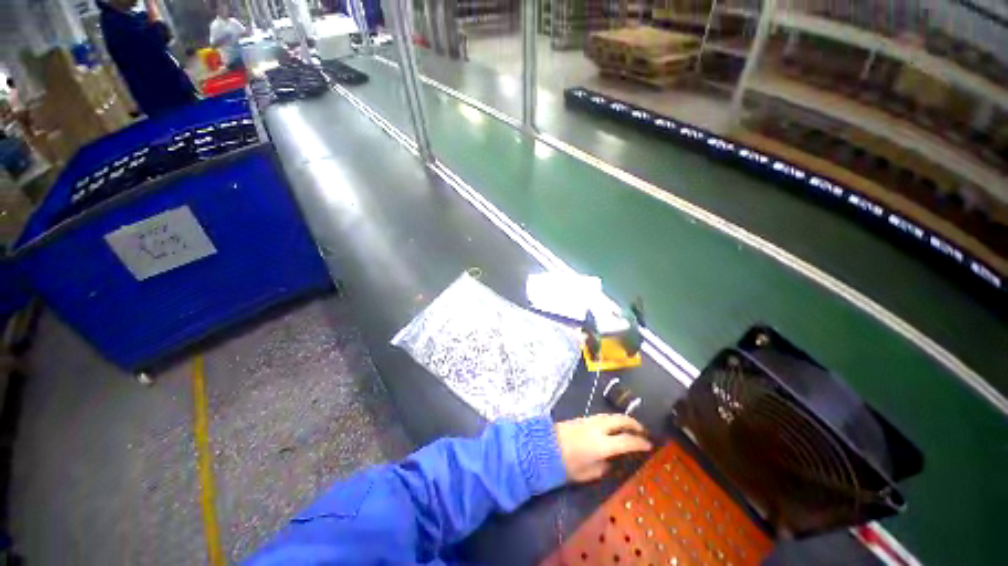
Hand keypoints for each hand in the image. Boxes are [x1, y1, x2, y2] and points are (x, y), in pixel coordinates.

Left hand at [555, 414, 652, 482]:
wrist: (544, 447)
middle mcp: (598, 428)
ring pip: (611, 415)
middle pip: (620, 420)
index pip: (627, 440)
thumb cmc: (567, 465)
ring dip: (623, 419)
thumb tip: (612, 462)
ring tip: (630, 427)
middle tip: (643, 431)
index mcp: (602, 444)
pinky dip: (612, 419)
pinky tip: (613, 426)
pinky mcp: (582, 417)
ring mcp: (589, 420)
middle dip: (634, 423)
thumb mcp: (588, 473)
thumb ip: (604, 467)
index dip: (640, 442)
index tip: (649, 445)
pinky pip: (602, 416)